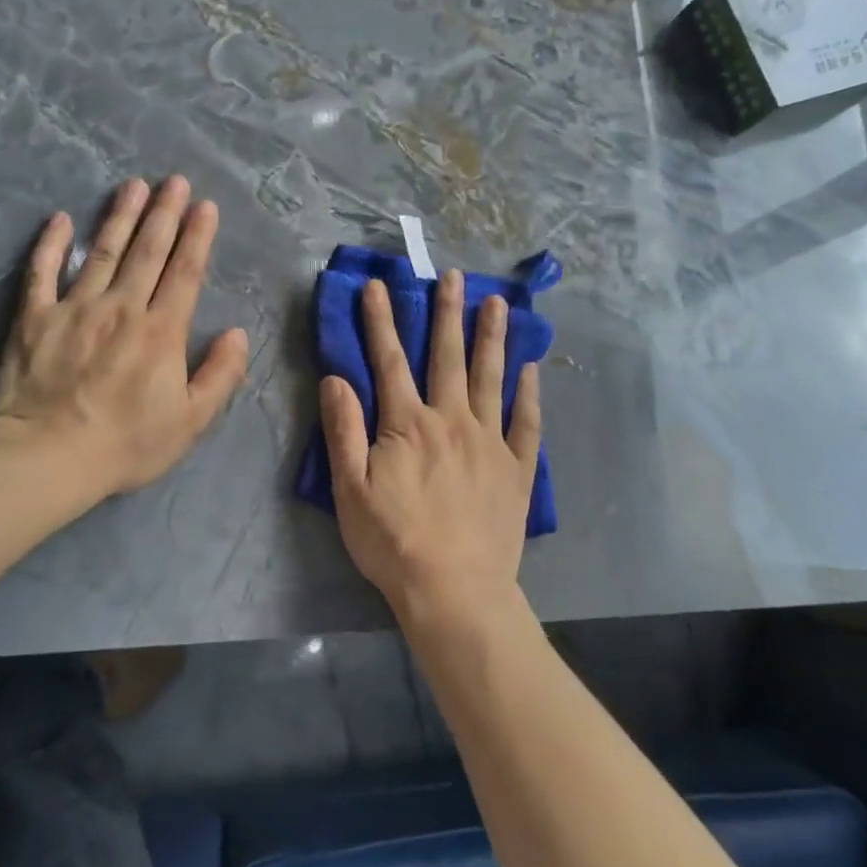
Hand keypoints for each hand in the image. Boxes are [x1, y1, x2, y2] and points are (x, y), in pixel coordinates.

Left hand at [0, 176, 249, 497]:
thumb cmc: (126, 444)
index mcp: (161, 331)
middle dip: (164, 213)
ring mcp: (74, 308)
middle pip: (147, 251)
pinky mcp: (34, 319)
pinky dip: (50, 244)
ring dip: (120, 217)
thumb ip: (220, 374)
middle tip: (173, 181)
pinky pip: (42, 272)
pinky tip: (60, 219)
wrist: (47, 457)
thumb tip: (237, 333)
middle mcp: (121, 308)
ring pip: (102, 252)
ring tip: (133, 186)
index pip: (184, 273)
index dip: (197, 237)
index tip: (204, 206)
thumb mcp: (191, 421)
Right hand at [319, 270, 540, 635]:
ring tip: (498, 303)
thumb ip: (344, 430)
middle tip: (452, 276)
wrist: (455, 590)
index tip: (377, 286)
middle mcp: (451, 420)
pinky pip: (526, 421)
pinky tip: (531, 368)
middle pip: (447, 357)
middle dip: (446, 314)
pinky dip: (529, 392)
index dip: (380, 321)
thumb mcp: (350, 491)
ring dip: (492, 338)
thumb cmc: (394, 543)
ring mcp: (489, 442)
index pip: (389, 361)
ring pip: (490, 378)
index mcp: (407, 425)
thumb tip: (336, 378)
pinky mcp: (516, 468)